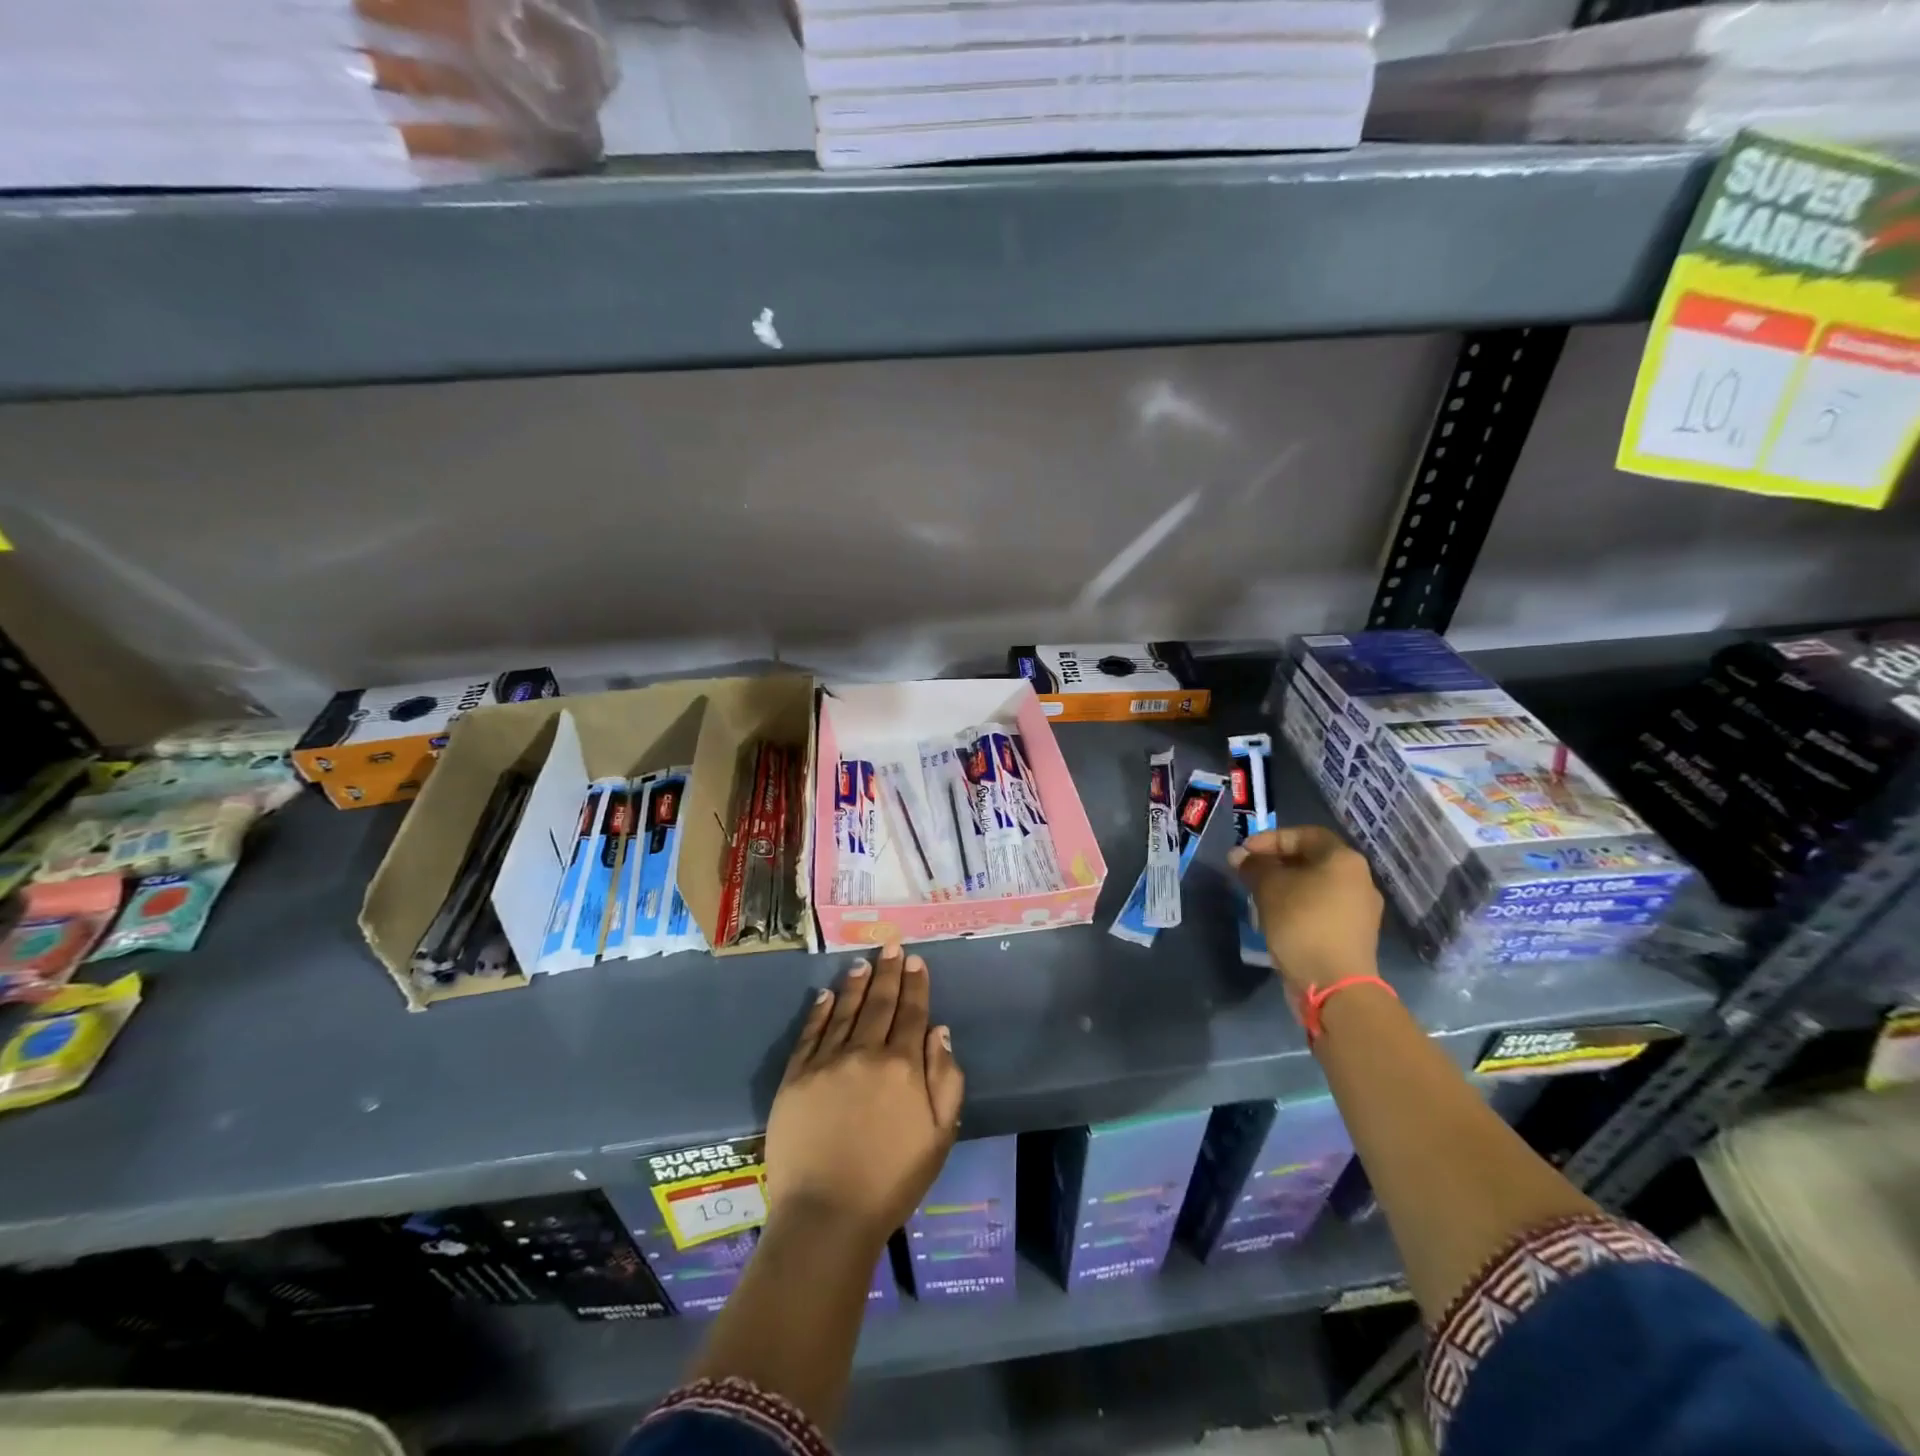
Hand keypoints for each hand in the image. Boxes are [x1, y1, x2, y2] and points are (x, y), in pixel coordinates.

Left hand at [765, 945, 965, 1247]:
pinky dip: (820, 1010)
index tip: (916, 960)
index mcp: (902, 1066)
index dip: (916, 985)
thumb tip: (939, 1030)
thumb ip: (945, 1078)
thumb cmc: (892, 1181)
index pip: (912, 1013)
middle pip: (879, 1003)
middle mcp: (865, 1053)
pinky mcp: (796, 1077)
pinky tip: (826, 994)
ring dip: (856, 983)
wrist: (827, 1215)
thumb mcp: (939, 1135)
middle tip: (891, 946)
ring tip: (863, 961)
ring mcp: (826, 1062)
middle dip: (888, 972)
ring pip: (844, 1010)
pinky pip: (810, 1033)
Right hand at [1230, 825, 1382, 999]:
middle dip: (1276, 864)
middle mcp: (1359, 880)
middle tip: (1249, 873)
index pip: (1305, 834)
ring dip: (1286, 887)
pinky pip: (1322, 910)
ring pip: (1316, 886)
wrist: (1335, 984)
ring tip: (1259, 897)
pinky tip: (1278, 919)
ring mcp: (1360, 910)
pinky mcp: (1354, 936)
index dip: (1271, 839)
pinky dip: (1299, 907)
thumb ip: (1253, 866)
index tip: (1245, 853)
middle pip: (1312, 860)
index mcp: (1344, 860)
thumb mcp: (1268, 888)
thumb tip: (1240, 856)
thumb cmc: (1302, 923)